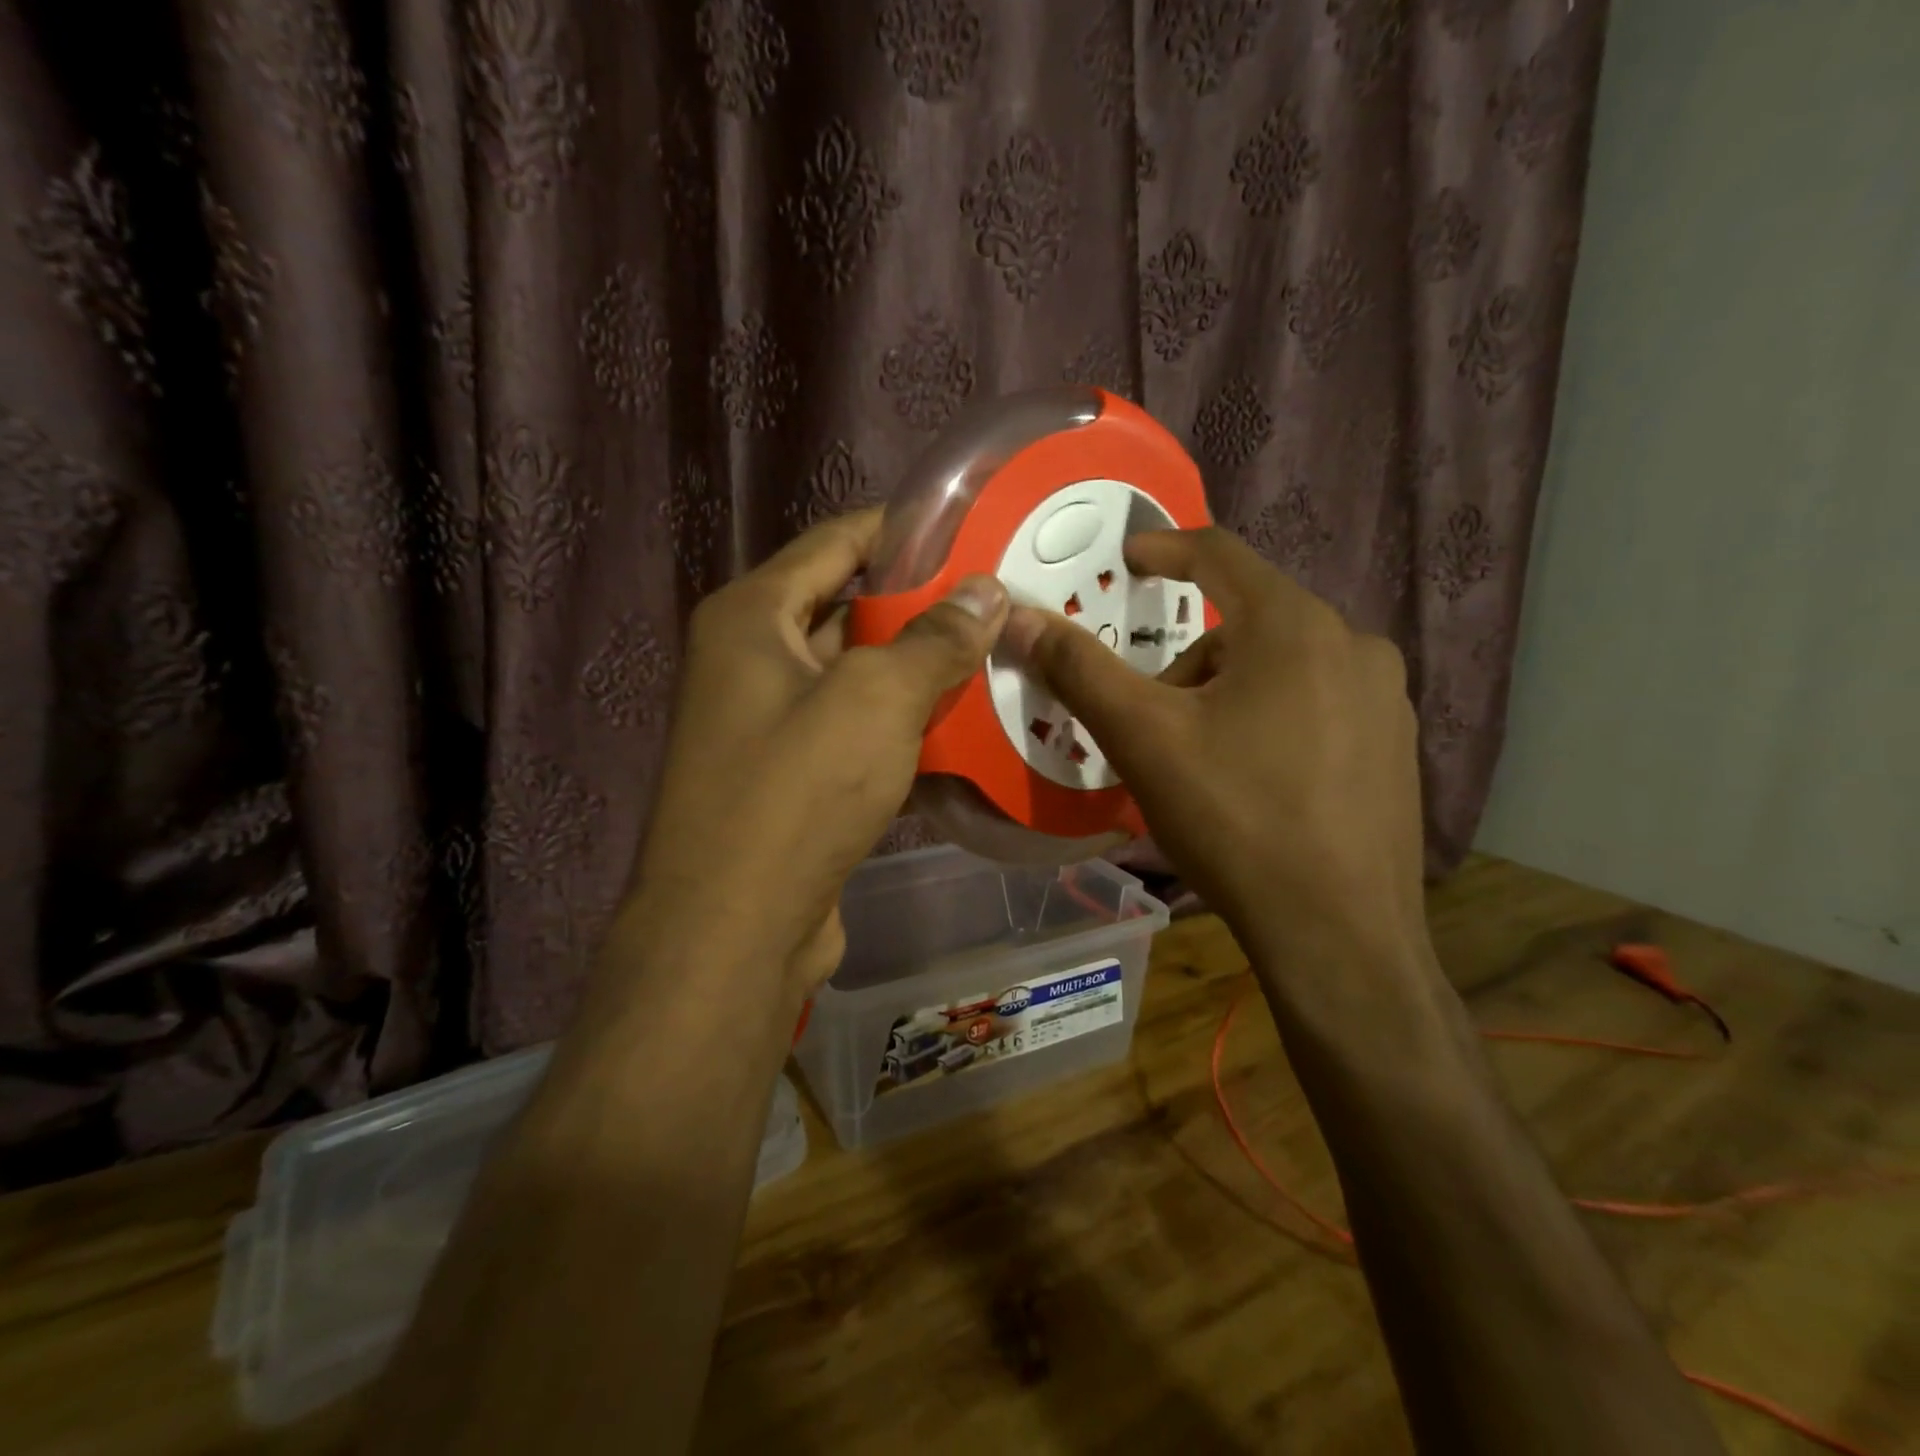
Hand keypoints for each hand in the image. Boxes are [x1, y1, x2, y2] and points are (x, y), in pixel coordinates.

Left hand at [620, 509, 1009, 997]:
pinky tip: (961, 727)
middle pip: (845, 607)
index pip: (834, 541)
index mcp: (751, 617)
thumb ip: (934, 639)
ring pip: (855, 675)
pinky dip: (901, 725)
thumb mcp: (875, 700)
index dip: (901, 529)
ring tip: (994, 655)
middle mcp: (749, 660)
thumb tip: (987, 590)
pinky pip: (855, 729)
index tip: (971, 527)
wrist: (733, 930)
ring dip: (916, 670)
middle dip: (920, 604)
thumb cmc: (796, 793)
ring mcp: (768, 722)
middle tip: (997, 599)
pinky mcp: (791, 777)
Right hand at [1002, 527, 1427, 976]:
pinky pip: (1317, 704)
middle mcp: (1354, 644)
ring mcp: (1386, 698)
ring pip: (1282, 667)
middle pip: (1246, 623)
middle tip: (1152, 719)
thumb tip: (1020, 617)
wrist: (1340, 934)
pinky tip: (1255, 782)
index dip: (1163, 549)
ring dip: (1227, 693)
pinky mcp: (1397, 747)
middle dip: (1187, 660)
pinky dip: (1272, 719)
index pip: (1218, 554)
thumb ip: (1080, 670)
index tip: (1127, 560)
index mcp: (1294, 626)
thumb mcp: (1144, 739)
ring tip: (1200, 762)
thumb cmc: (1235, 819)